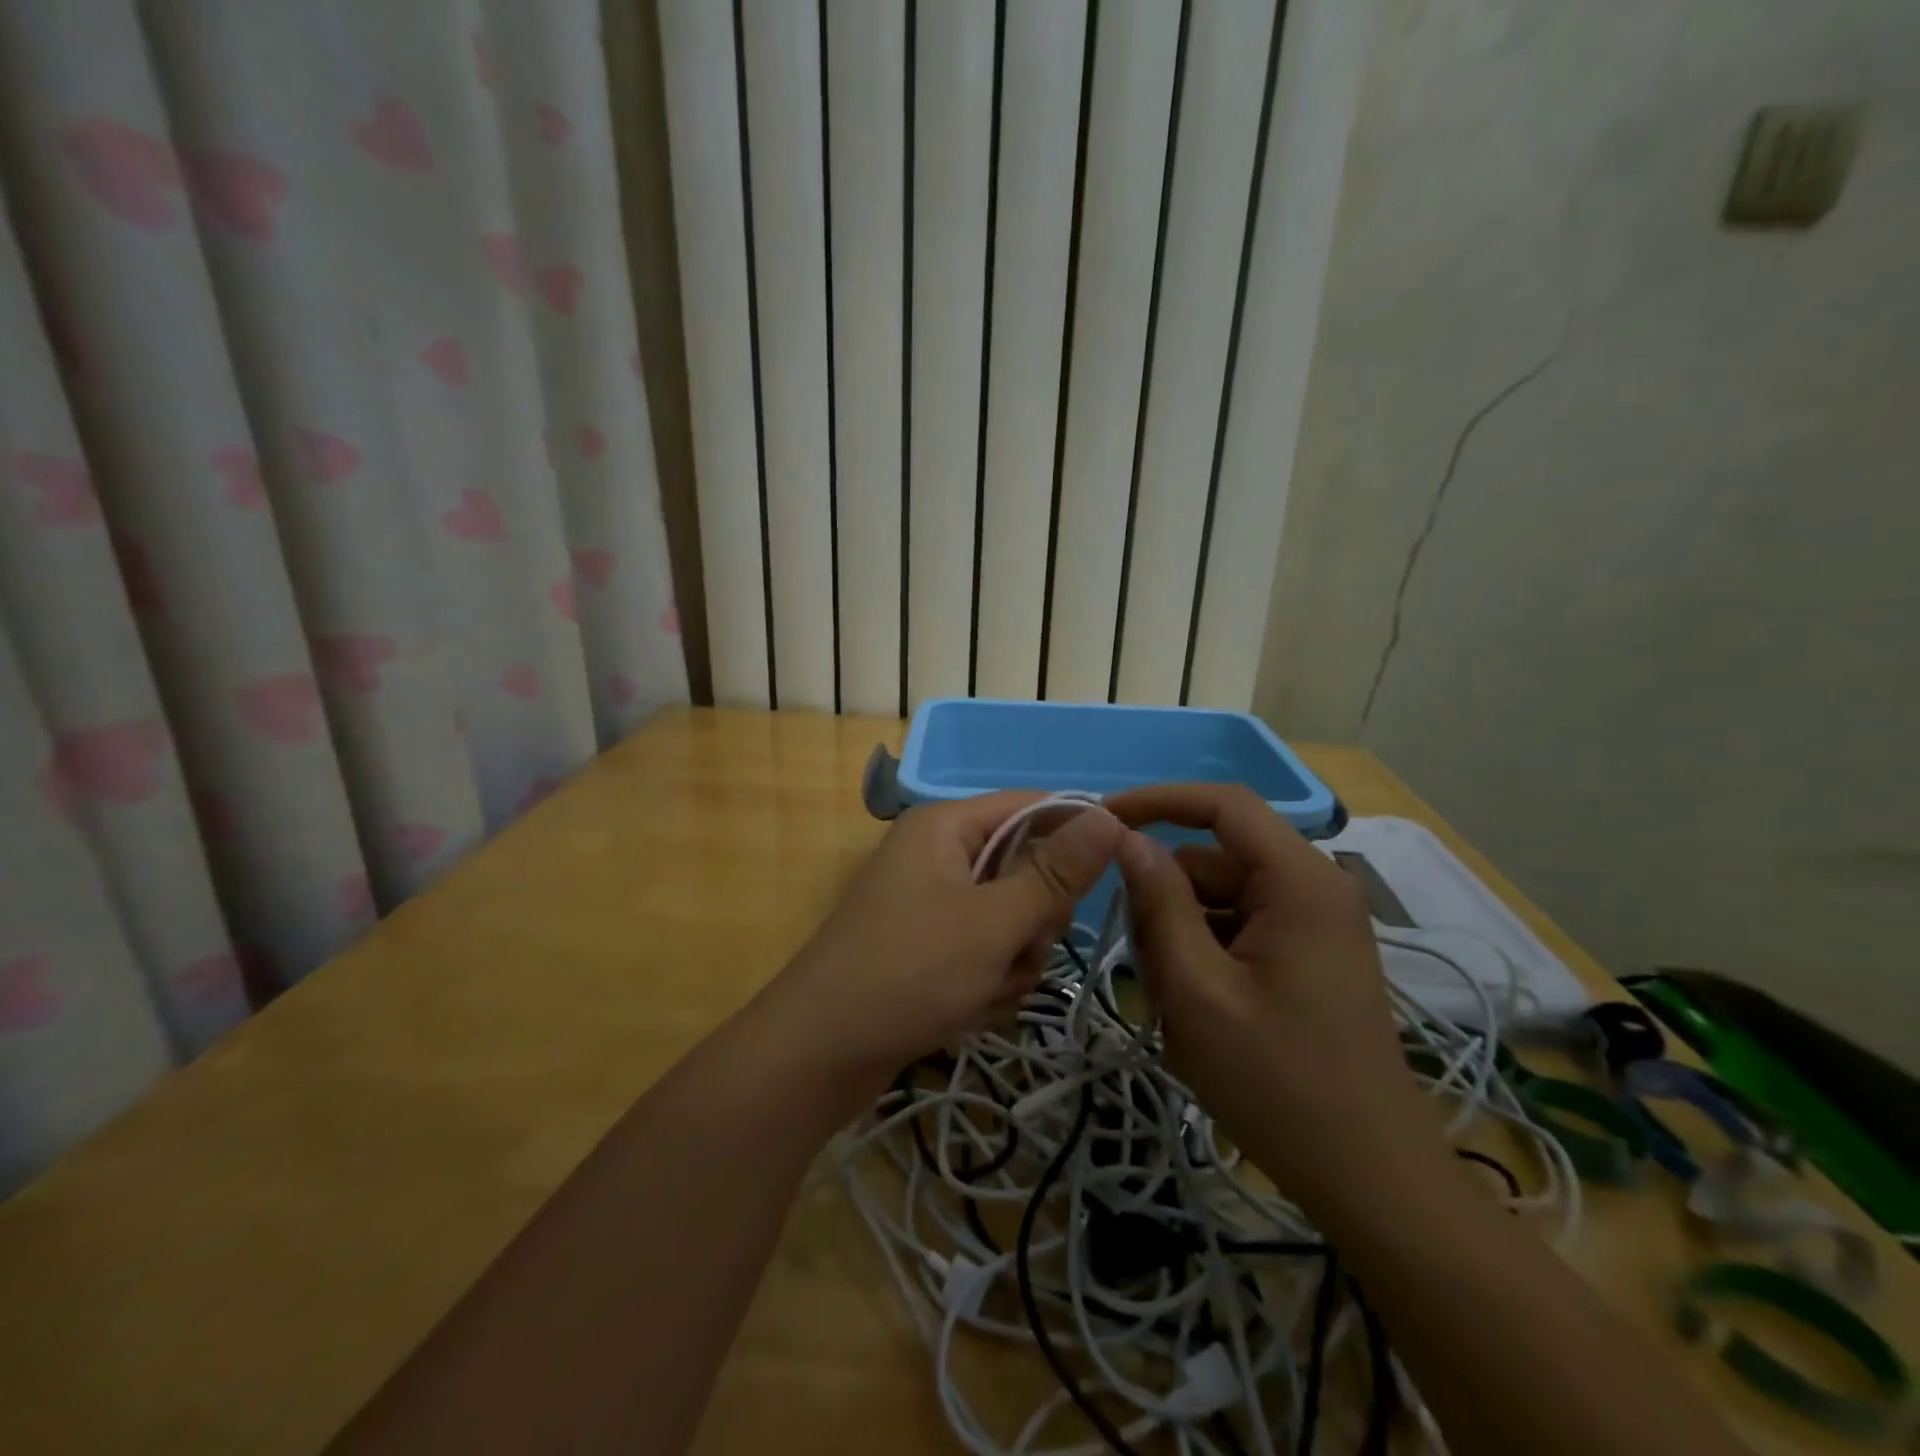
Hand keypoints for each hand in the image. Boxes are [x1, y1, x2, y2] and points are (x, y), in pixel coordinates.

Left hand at [762, 793, 1122, 1103]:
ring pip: (1012, 919)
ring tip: (985, 990)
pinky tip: (968, 1010)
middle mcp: (939, 855)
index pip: (1033, 806)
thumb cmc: (908, 974)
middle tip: (1016, 950)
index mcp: (947, 827)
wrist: (819, 1056)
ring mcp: (932, 904)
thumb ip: (1054, 872)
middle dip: (1034, 919)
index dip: (1076, 835)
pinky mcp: (929, 947)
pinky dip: (989, 982)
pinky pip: (986, 951)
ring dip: (1013, 960)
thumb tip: (1109, 817)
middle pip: (1025, 867)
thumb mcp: (993, 922)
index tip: (1111, 875)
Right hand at [1105, 784, 1445, 1202]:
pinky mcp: (1306, 955)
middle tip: (1141, 966)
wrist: (1372, 1179)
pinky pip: (1237, 929)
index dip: (1158, 800)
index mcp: (1298, 881)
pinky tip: (1197, 1012)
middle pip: (1213, 861)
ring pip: (1218, 899)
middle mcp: (1312, 887)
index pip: (1223, 804)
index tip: (1103, 818)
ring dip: (1181, 937)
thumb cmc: (1279, 1084)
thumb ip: (1159, 904)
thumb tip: (1127, 838)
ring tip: (1173, 1005)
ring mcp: (1312, 923)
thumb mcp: (1197, 991)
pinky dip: (1204, 956)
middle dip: (1165, 900)